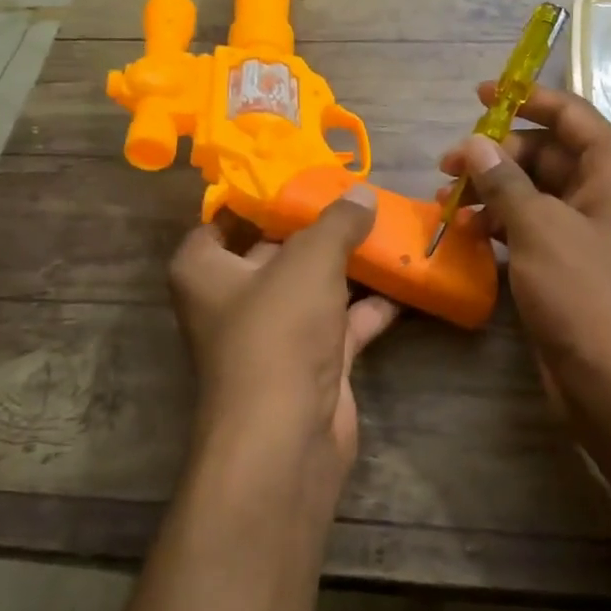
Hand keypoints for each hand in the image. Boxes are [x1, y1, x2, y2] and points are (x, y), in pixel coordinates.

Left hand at [168, 185, 398, 499]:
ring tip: (388, 229)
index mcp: (204, 270)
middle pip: (274, 249)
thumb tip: (361, 194)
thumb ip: (337, 221)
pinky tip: (405, 282)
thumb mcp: (310, 259)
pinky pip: (342, 323)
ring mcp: (273, 335)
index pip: (221, 220)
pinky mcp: (310, 364)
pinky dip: (370, 306)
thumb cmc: (278, 331)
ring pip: (312, 287)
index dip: (257, 196)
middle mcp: (232, 300)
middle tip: (356, 196)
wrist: (287, 437)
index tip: (299, 173)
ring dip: (348, 265)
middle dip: (315, 227)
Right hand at [439, 83, 610, 444]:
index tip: (480, 94)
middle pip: (544, 151)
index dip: (525, 98)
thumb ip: (504, 180)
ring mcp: (585, 227)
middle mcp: (604, 188)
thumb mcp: (540, 228)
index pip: (568, 112)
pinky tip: (465, 231)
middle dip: (495, 154)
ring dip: (490, 191)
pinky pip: (529, 224)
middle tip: (446, 164)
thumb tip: (475, 142)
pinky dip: (499, 222)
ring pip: (532, 190)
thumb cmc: (587, 294)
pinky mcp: (567, 260)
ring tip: (446, 200)